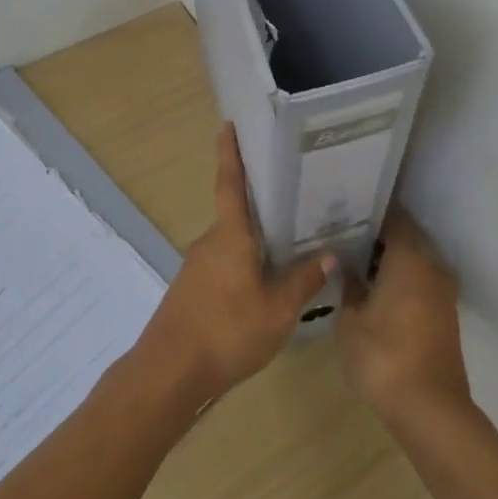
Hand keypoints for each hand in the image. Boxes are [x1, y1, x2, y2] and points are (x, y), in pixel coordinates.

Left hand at [134, 125, 332, 402]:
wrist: (169, 373)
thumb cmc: (227, 332)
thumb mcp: (278, 310)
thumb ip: (303, 280)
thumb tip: (328, 254)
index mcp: (230, 236)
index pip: (230, 184)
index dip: (230, 153)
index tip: (227, 125)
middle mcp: (210, 242)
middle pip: (237, 214)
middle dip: (260, 205)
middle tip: (295, 198)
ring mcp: (197, 266)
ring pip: (232, 242)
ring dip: (255, 241)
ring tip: (289, 244)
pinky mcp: (192, 289)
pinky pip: (224, 264)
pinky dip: (244, 263)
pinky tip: (263, 283)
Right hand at [337, 206, 471, 426]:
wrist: (430, 410)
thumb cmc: (383, 356)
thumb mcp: (350, 321)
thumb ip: (349, 286)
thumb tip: (347, 266)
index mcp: (409, 257)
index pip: (393, 216)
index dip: (370, 209)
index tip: (347, 206)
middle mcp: (432, 265)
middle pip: (406, 236)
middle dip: (378, 233)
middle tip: (345, 232)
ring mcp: (443, 291)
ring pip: (414, 260)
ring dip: (390, 258)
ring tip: (355, 259)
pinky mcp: (445, 314)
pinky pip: (421, 281)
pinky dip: (401, 278)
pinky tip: (375, 288)